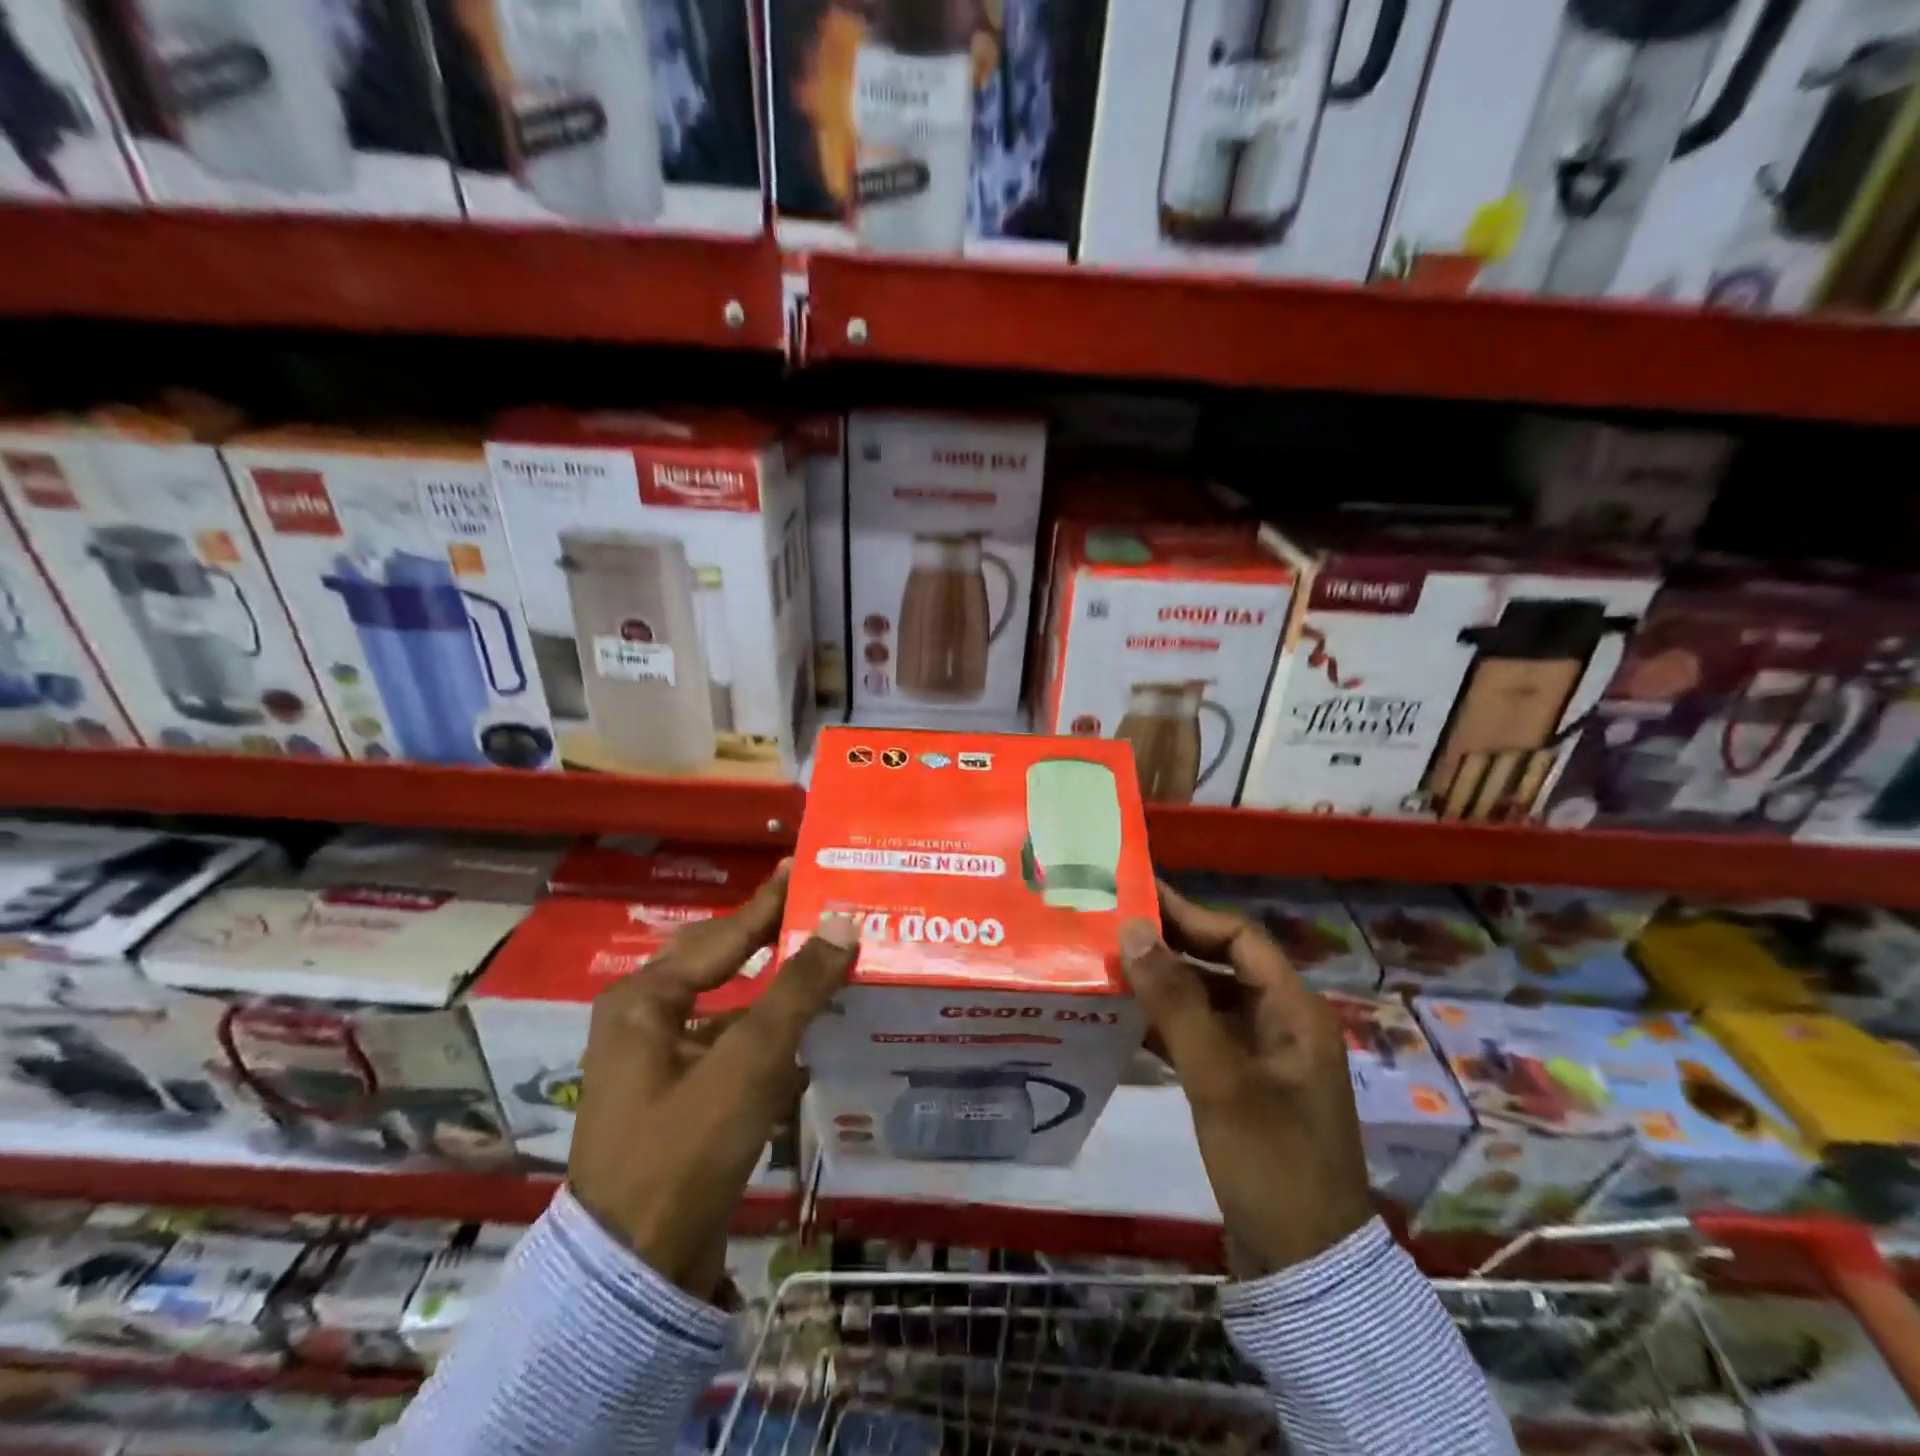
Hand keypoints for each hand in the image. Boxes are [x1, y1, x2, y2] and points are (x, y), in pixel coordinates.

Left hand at [568, 865, 857, 1298]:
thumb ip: (797, 988)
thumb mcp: (747, 1061)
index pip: (723, 934)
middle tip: (816, 909)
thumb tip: (842, 922)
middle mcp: (644, 1021)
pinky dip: (767, 1036)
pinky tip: (807, 1034)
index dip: (769, 902)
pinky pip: (730, 1048)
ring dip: (774, 990)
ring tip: (822, 963)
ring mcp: (658, 1063)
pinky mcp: (679, 1099)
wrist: (636, 1272)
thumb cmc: (684, 1149)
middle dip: (768, 938)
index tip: (802, 867)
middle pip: (719, 962)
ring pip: (729, 1008)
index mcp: (644, 999)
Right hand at [1119, 881, 1372, 1277]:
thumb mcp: (1219, 1078)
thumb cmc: (1271, 1162)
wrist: (1305, 1267)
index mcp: (1293, 1010)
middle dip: (1168, 945)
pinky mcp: (1241, 1087)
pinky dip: (1165, 1024)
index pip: (1237, 937)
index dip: (1188, 913)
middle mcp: (1280, 1023)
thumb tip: (1134, 929)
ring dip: (1162, 984)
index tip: (1136, 894)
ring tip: (1107, 966)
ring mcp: (1261, 1057)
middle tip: (1110, 926)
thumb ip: (1175, 1001)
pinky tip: (1123, 1020)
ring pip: (1206, 1001)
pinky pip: (1200, 1037)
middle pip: (1220, 964)